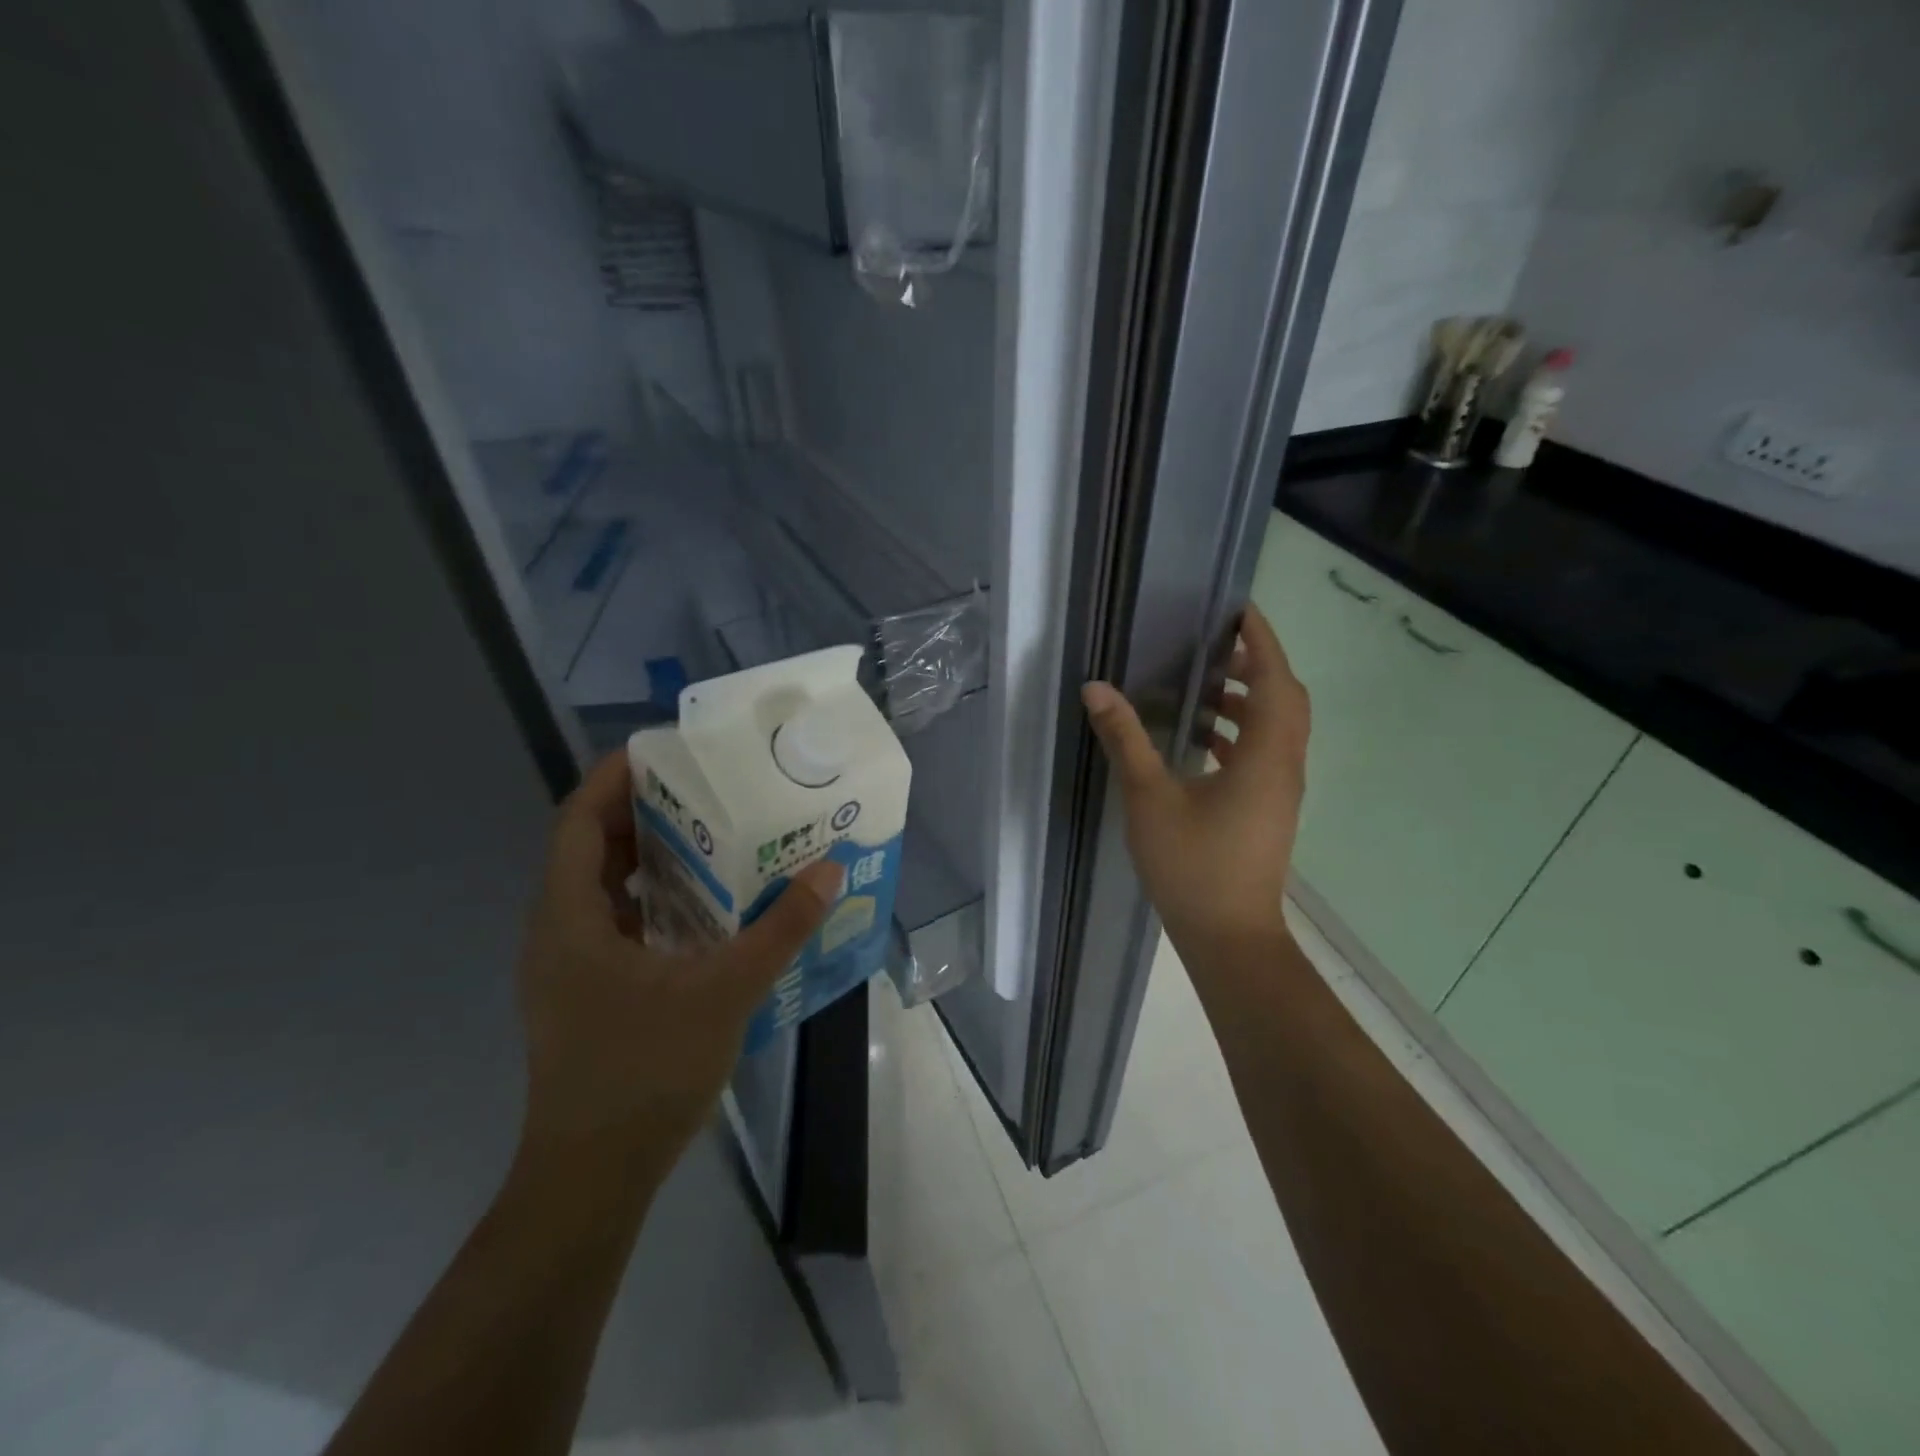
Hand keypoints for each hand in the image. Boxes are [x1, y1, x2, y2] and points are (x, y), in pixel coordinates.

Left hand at [514, 753, 842, 1187]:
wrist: (592, 1178)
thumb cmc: (645, 1073)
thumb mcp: (724, 991)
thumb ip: (778, 928)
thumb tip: (827, 870)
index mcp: (569, 918)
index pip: (577, 821)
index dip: (611, 778)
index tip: (662, 751)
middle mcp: (556, 932)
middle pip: (589, 848)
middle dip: (641, 811)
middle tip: (703, 788)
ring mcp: (566, 967)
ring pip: (601, 888)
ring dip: (647, 857)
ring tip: (709, 836)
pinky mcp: (583, 992)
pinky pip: (612, 922)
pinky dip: (650, 899)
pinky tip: (700, 908)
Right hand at [1082, 603, 1308, 956]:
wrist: (1229, 936)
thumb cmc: (1192, 865)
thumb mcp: (1150, 797)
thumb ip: (1125, 739)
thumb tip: (1096, 689)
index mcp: (1267, 756)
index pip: (1275, 680)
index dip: (1262, 641)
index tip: (1241, 610)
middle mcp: (1285, 767)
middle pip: (1285, 700)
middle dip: (1256, 665)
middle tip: (1216, 646)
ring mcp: (1281, 791)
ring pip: (1277, 729)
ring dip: (1249, 701)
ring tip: (1204, 688)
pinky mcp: (1270, 810)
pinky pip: (1265, 754)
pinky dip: (1241, 734)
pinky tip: (1202, 740)